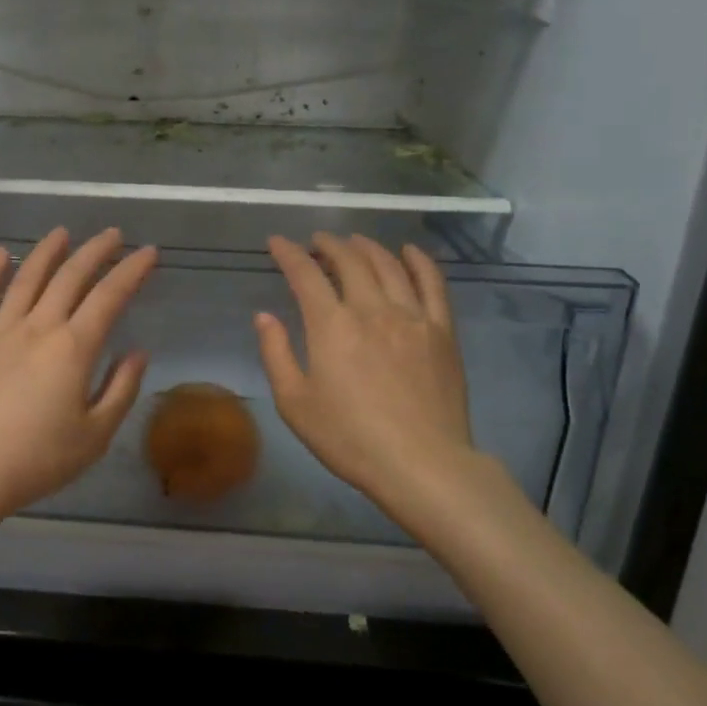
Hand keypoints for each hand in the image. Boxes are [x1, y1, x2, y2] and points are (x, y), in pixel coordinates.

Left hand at [0, 227, 156, 538]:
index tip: (149, 253)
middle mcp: (37, 327)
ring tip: (63, 233)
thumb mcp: (94, 435)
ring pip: (27, 278)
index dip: (131, 271)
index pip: (109, 297)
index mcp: (73, 348)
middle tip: (113, 235)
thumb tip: (136, 352)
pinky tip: (0, 254)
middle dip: (95, 251)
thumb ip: (120, 389)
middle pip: (70, 277)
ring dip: (47, 252)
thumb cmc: (36, 460)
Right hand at [256, 233, 511, 522]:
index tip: (276, 242)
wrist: (421, 464)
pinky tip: (409, 251)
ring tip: (354, 241)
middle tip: (316, 242)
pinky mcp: (442, 331)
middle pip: (349, 260)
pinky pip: (433, 283)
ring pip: (389, 264)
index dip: (288, 253)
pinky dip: (419, 260)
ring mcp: (412, 316)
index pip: (306, 274)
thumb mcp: (295, 402)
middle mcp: (372, 309)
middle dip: (328, 244)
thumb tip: (264, 316)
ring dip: (367, 246)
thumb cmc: (349, 438)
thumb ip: (276, 353)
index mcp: (331, 325)